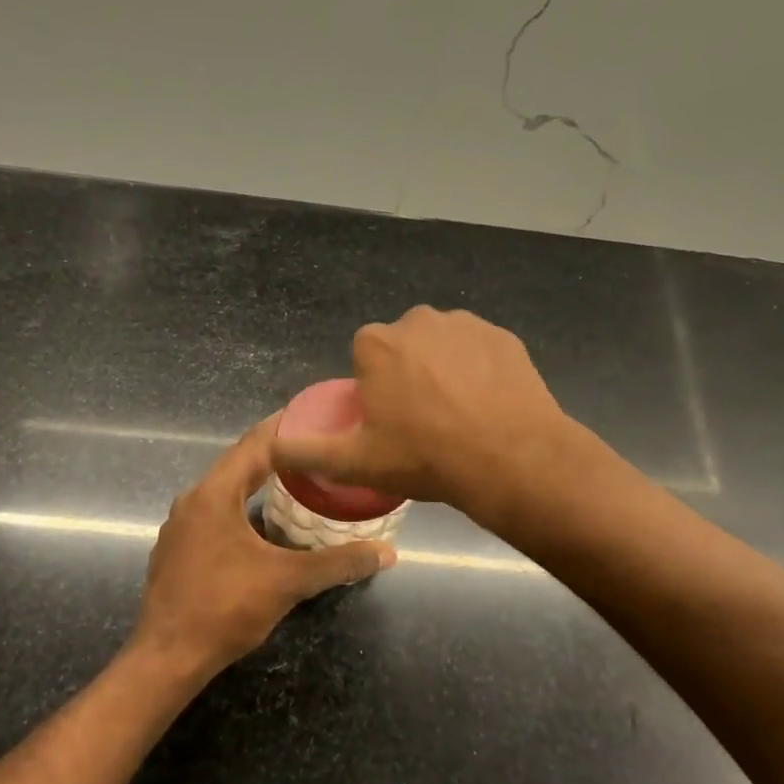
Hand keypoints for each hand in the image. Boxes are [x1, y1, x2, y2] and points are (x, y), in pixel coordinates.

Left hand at [131, 415, 394, 678]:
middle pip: (239, 463)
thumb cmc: (225, 608)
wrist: (167, 658)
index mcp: (214, 495)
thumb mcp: (288, 582)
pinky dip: (242, 507)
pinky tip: (264, 524)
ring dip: (259, 482)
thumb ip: (338, 563)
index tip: (316, 414)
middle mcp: (192, 500)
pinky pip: (215, 513)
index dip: (286, 427)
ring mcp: (180, 526)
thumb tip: (387, 553)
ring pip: (225, 490)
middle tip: (317, 447)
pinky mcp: (177, 549)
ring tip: (298, 481)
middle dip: (277, 454)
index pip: (255, 444)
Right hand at [268, 306, 570, 520]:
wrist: (510, 459)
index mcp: (377, 343)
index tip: (391, 422)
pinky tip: (488, 405)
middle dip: (408, 375)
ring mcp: (466, 324)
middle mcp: (418, 320)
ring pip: (443, 346)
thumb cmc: (424, 457)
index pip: (365, 358)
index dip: (375, 390)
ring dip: (444, 371)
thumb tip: (273, 447)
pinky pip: (480, 351)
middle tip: (424, 423)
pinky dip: (480, 371)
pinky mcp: (504, 336)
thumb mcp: (355, 462)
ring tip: (459, 416)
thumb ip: (306, 451)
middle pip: (403, 348)